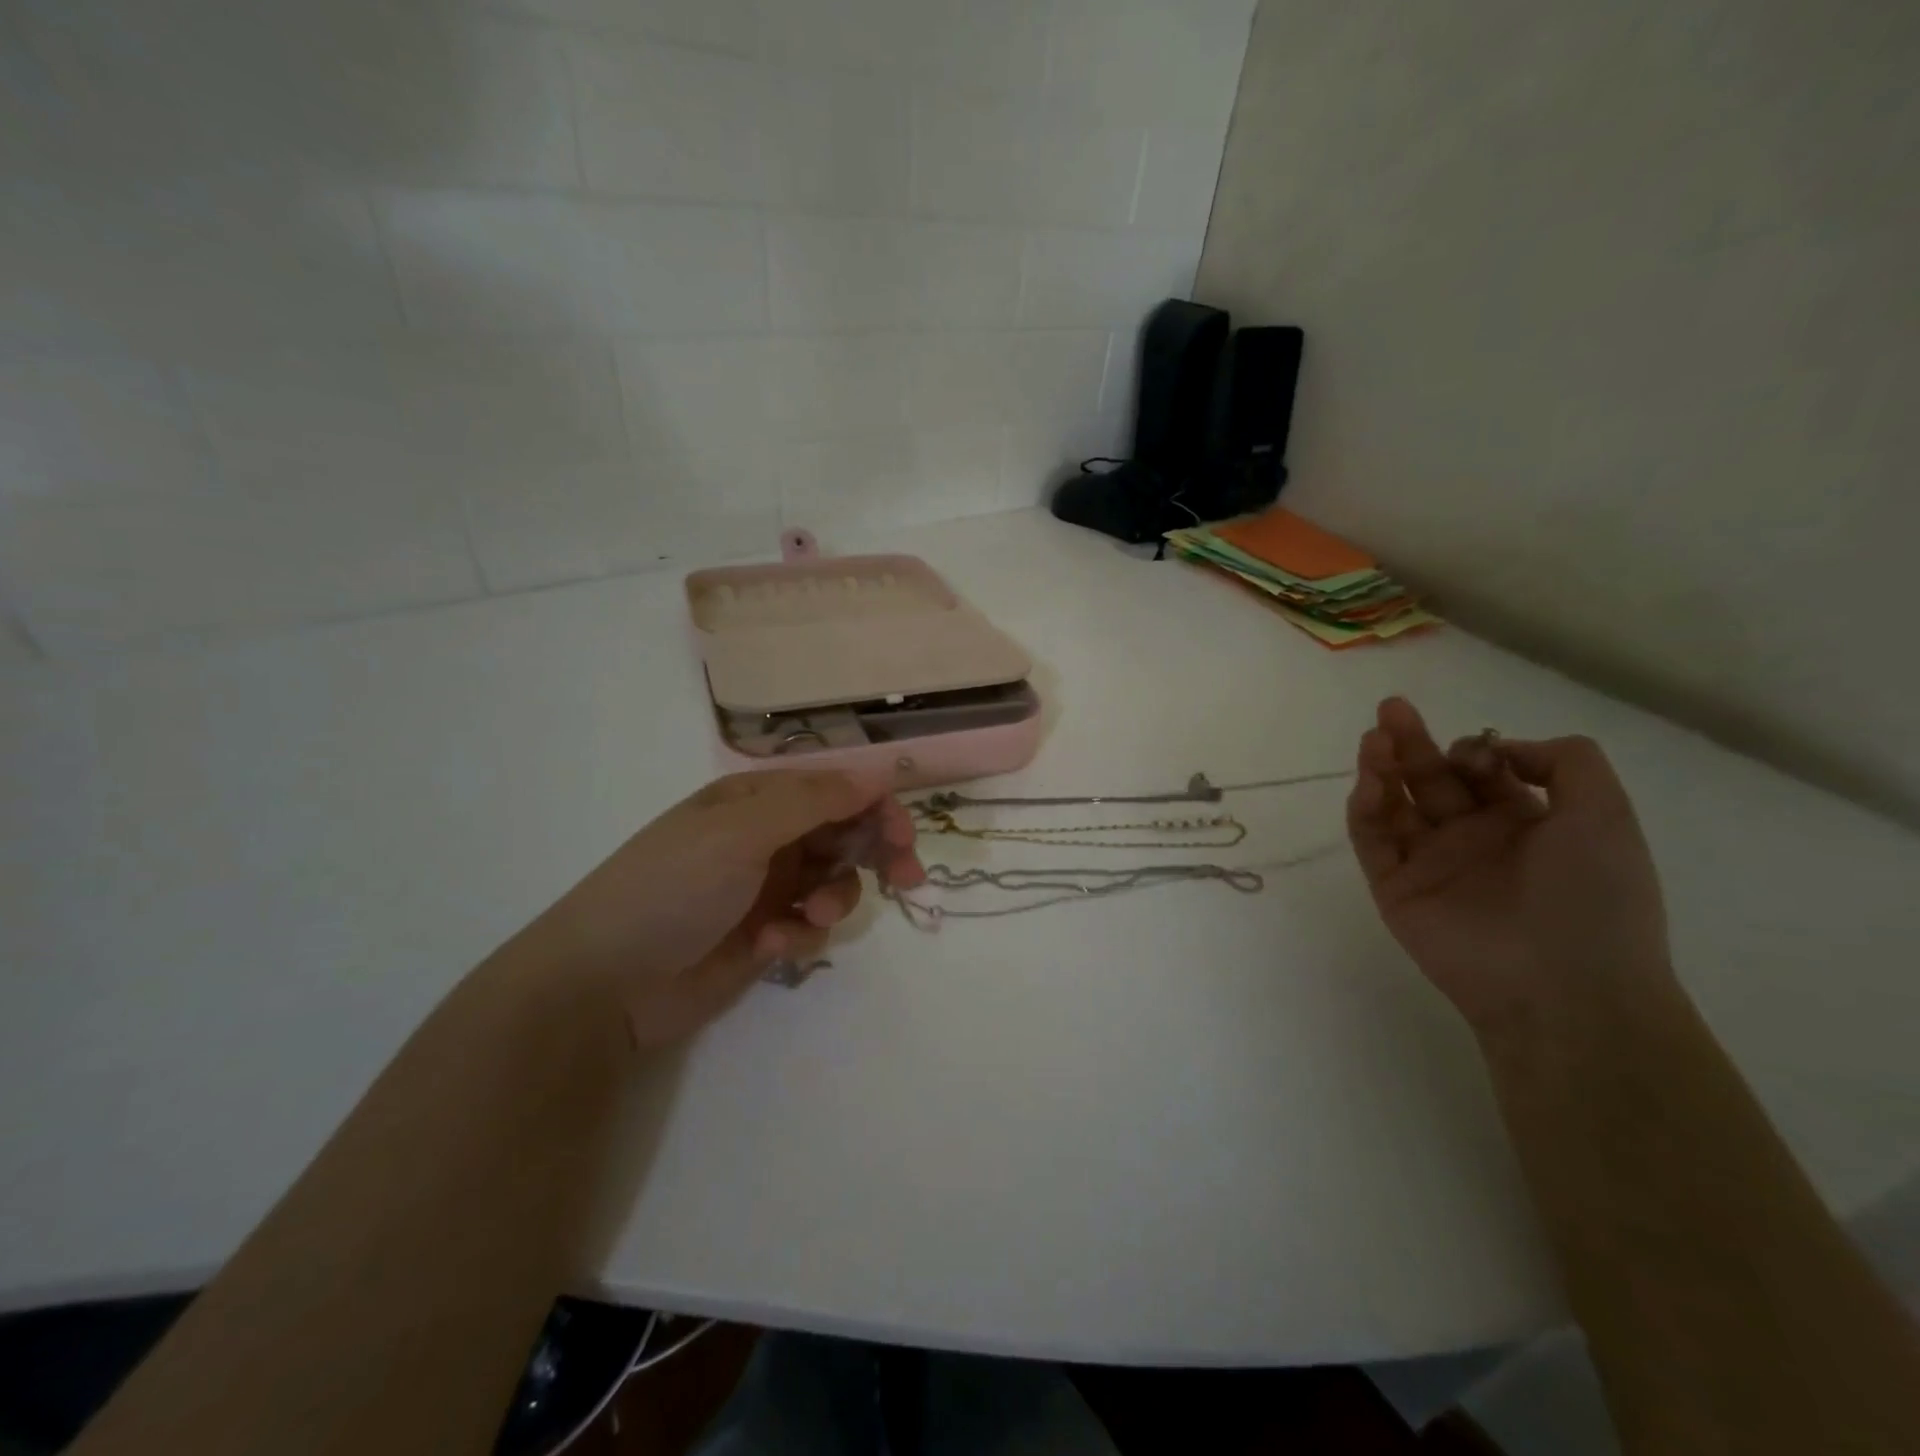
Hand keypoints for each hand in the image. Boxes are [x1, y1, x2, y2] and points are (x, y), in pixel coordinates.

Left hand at [541, 771, 923, 1047]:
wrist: (605, 982)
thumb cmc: (671, 888)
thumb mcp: (740, 832)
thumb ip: (813, 801)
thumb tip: (875, 772)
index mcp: (758, 801)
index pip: (836, 790)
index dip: (877, 808)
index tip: (905, 838)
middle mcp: (768, 837)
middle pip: (846, 833)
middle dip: (877, 853)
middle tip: (907, 877)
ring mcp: (767, 888)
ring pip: (836, 882)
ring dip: (834, 899)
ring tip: (809, 920)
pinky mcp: (766, 936)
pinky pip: (811, 927)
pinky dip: (801, 936)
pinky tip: (770, 949)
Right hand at [1346, 697, 1673, 1039]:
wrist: (1565, 987)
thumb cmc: (1594, 897)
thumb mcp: (1605, 813)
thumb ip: (1566, 761)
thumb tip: (1500, 747)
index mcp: (1523, 823)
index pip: (1481, 772)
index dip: (1473, 750)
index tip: (1476, 750)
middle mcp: (1472, 839)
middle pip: (1428, 780)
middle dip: (1411, 742)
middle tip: (1391, 708)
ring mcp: (1429, 864)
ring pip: (1393, 806)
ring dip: (1381, 769)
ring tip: (1373, 737)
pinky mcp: (1394, 888)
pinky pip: (1372, 841)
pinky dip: (1365, 809)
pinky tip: (1369, 783)